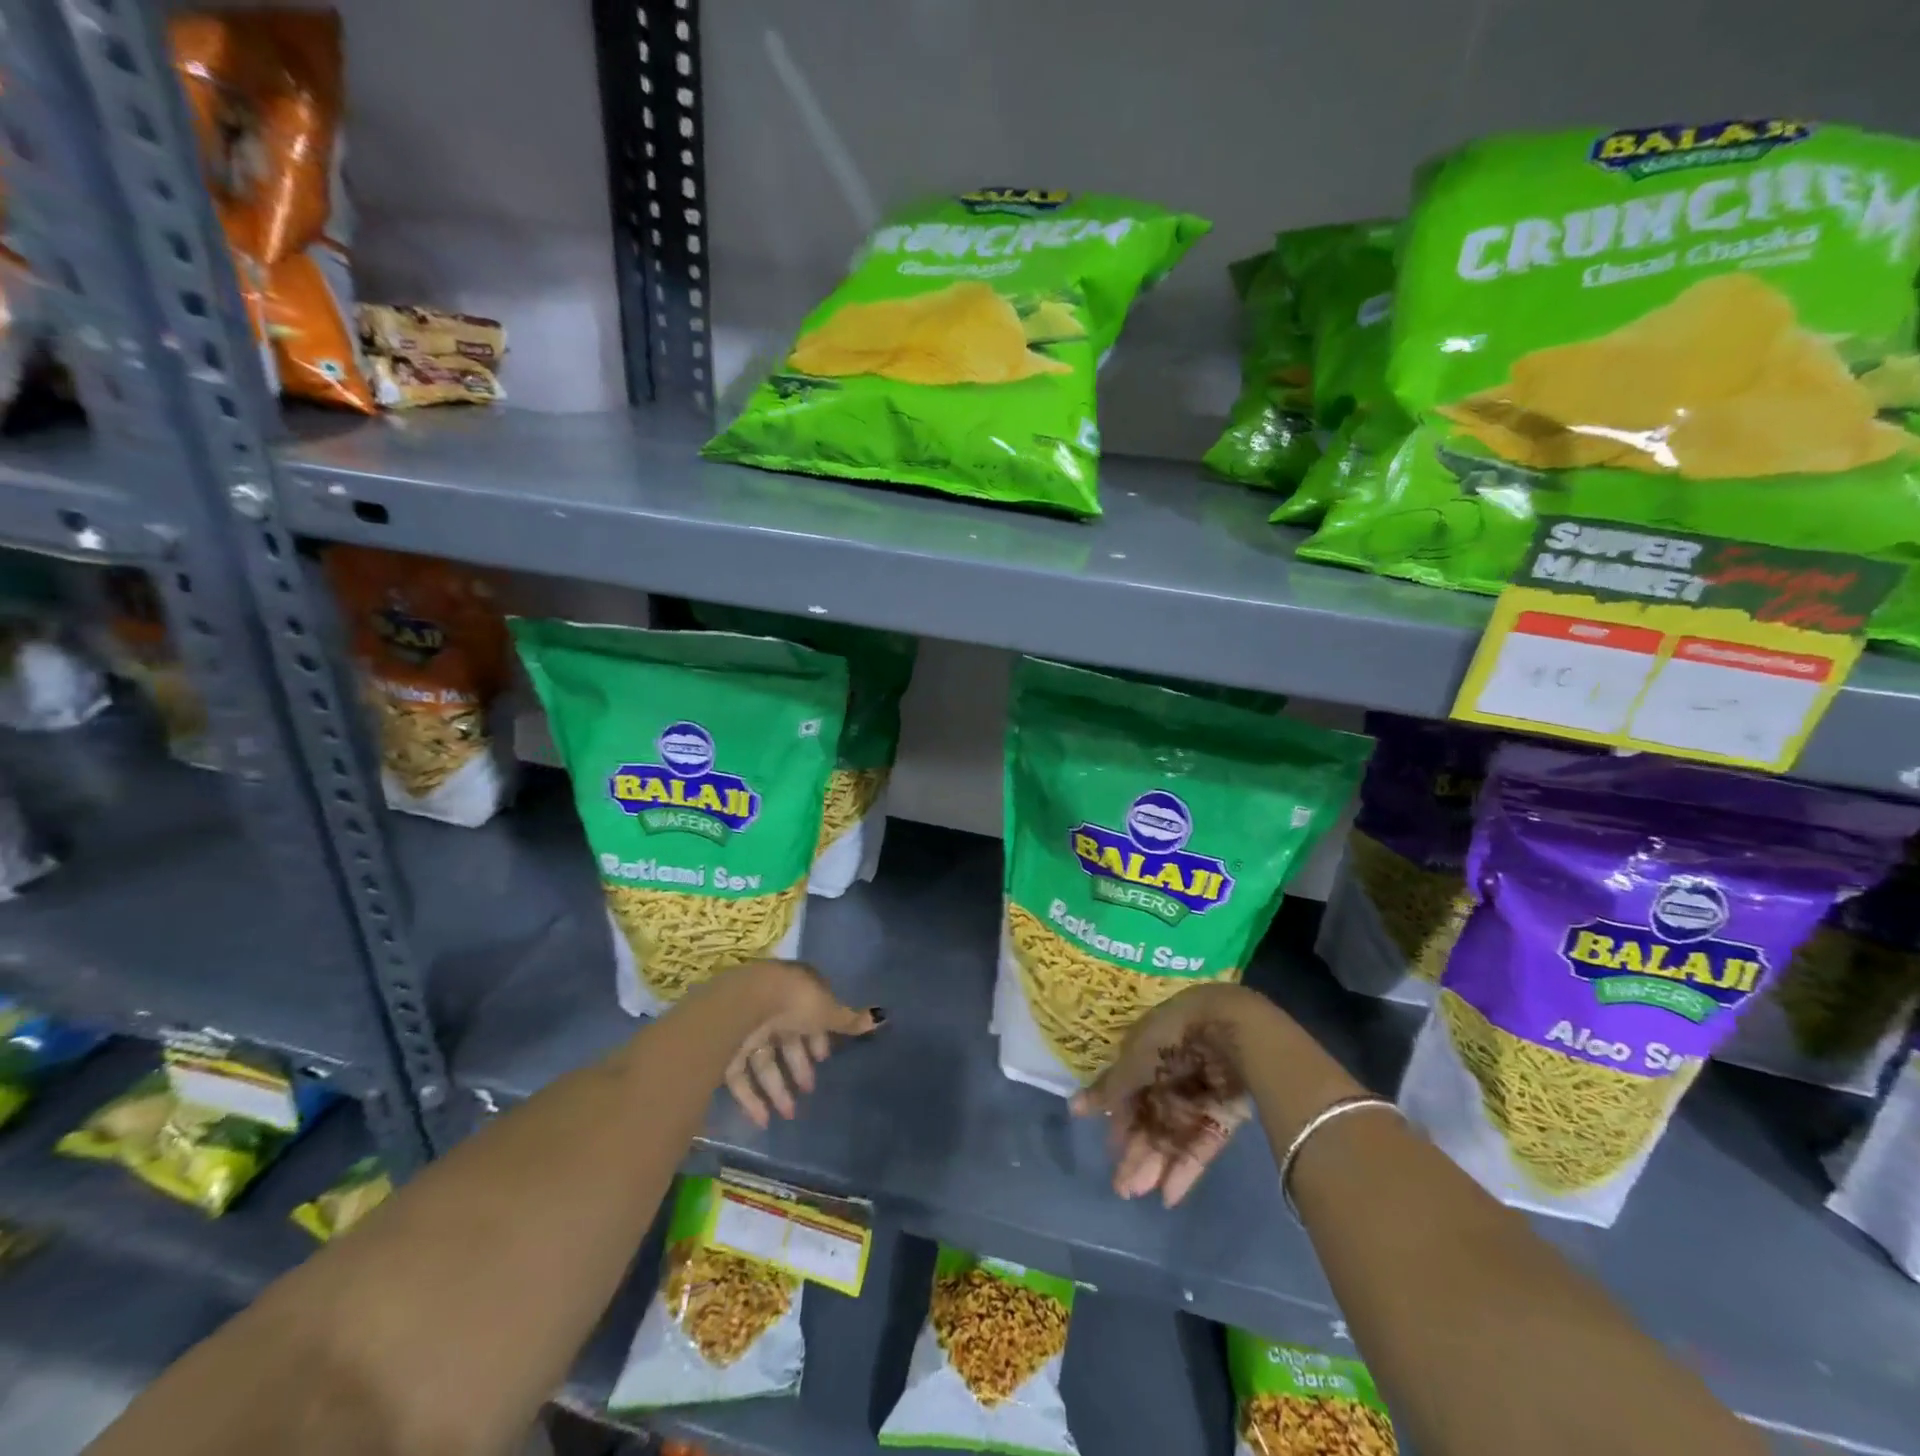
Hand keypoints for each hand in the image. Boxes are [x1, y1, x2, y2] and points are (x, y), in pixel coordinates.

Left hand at [710, 960, 881, 1128]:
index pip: (810, 1012)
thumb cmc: (794, 1001)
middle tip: (810, 1089)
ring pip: (765, 1060)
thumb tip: (882, 1016)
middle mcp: (771, 1006)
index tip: (826, 1058)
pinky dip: (752, 1098)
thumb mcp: (827, 1011)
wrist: (744, 1004)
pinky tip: (763, 1120)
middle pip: (788, 1039)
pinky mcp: (727, 1049)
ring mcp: (747, 1027)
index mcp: (796, 990)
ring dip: (778, 1088)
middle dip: (799, 1065)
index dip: (819, 1036)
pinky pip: (742, 1076)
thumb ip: (849, 1020)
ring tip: (790, 1113)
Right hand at [1071, 982, 1259, 1206]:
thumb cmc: (1168, 1040)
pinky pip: (1201, 1145)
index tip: (1110, 1150)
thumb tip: (1073, 1107)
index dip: (1120, 1124)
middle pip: (1151, 1121)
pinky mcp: (1223, 1116)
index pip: (1130, 1096)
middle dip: (1136, 1154)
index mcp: (1146, 1058)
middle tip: (1123, 1189)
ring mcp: (1198, 1099)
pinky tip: (1169, 1195)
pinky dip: (1185, 1169)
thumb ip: (1108, 1091)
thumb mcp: (1131, 1063)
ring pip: (1173, 1138)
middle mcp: (1170, 1079)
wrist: (1225, 1031)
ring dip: (1156, 1165)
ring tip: (1140, 1193)